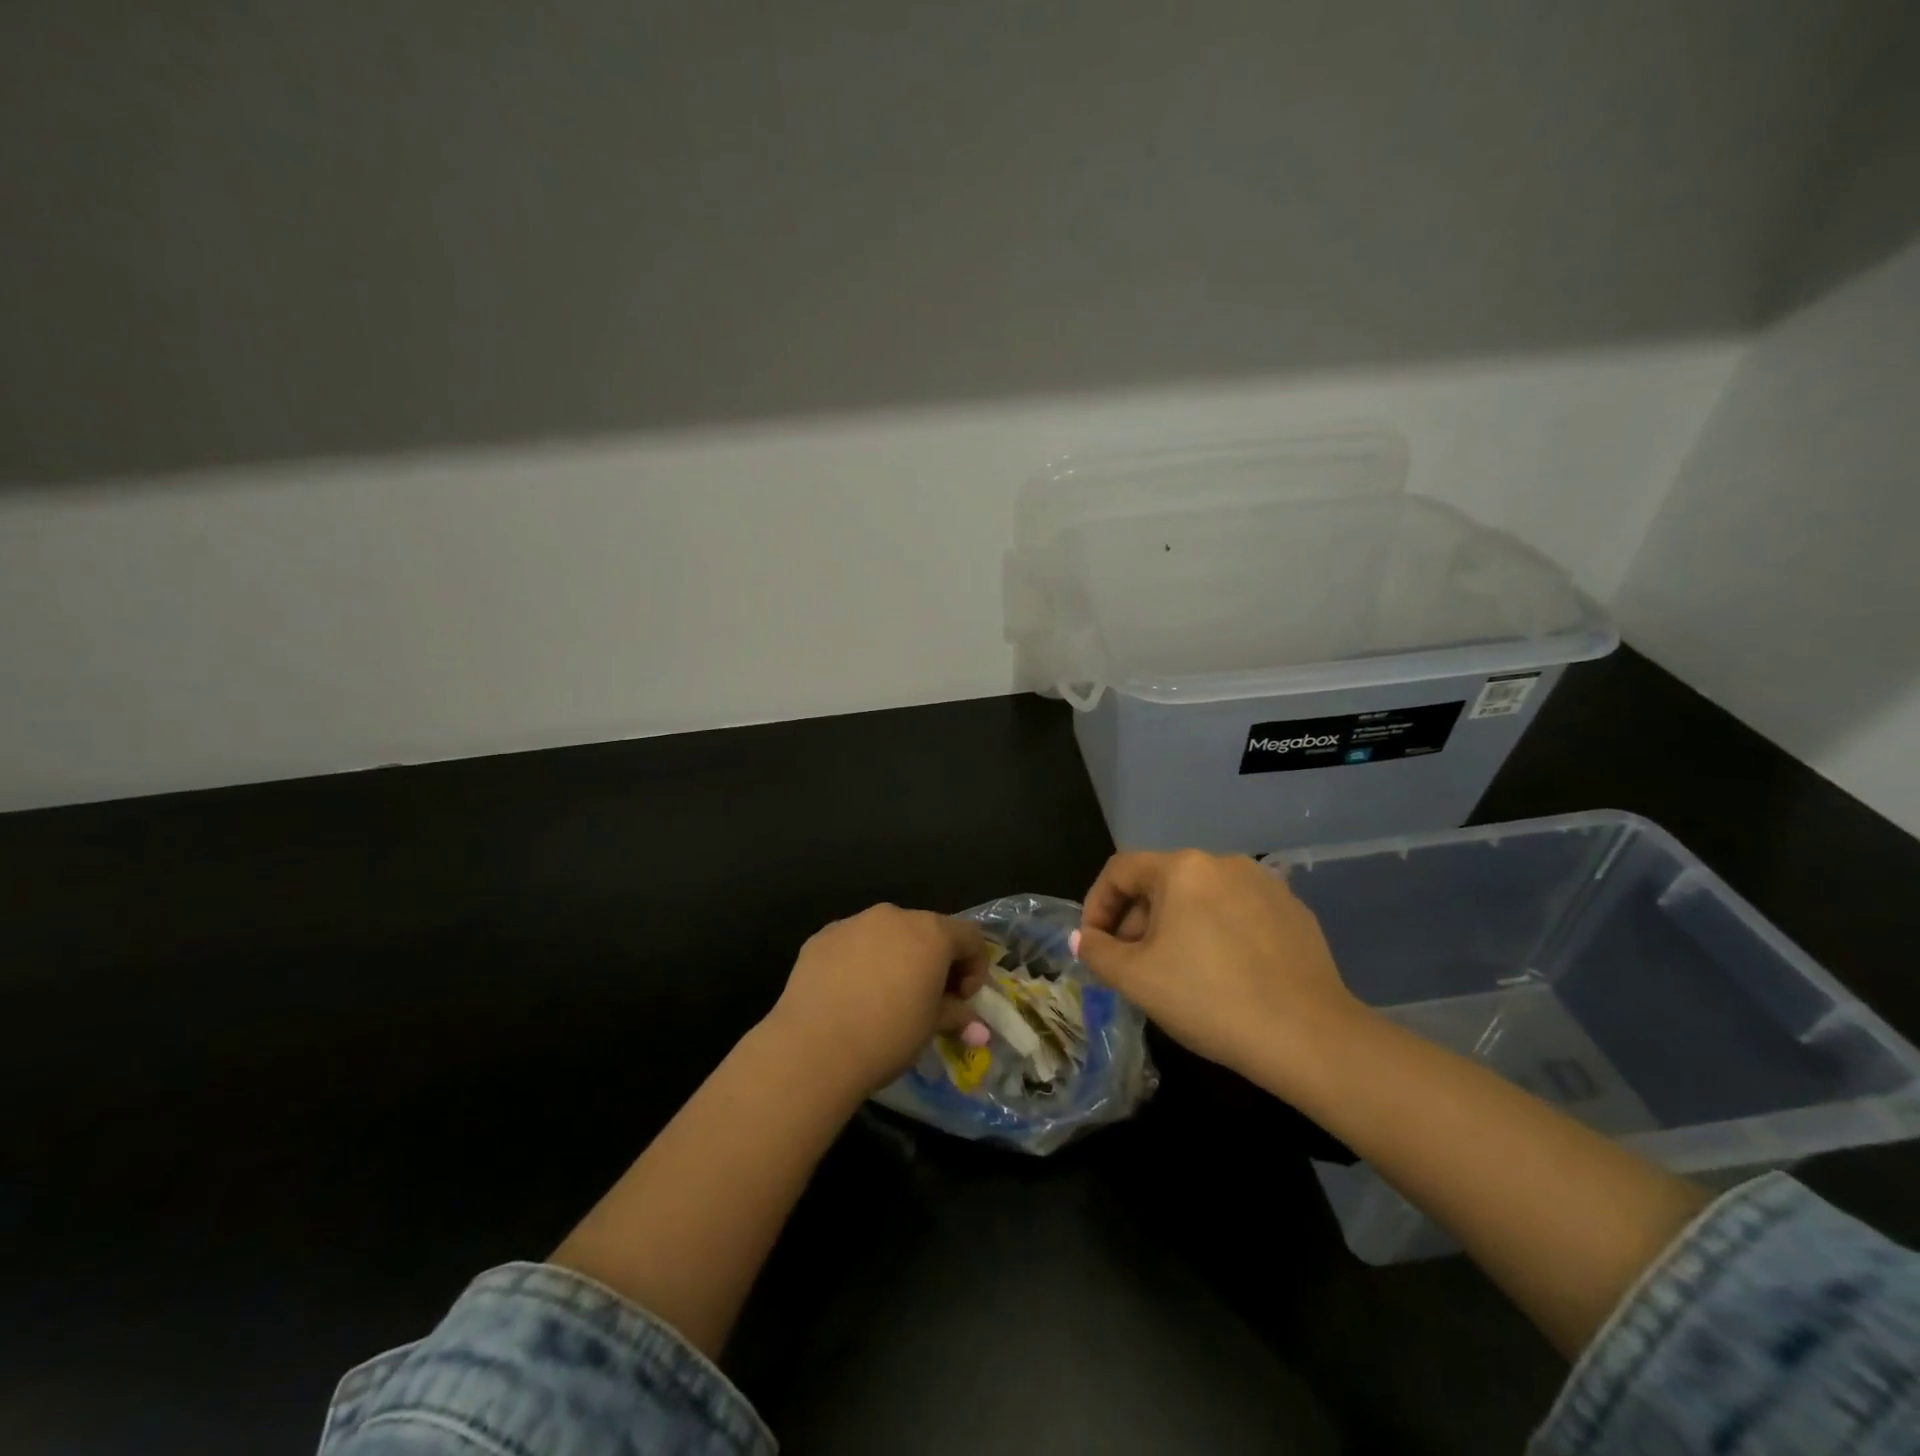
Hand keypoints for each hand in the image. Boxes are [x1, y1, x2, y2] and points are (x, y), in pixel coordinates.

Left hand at [766, 905, 989, 1094]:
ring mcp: (854, 922)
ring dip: (896, 958)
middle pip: (927, 930)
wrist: (813, 1048)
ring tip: (883, 998)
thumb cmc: (887, 1035)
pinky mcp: (821, 936)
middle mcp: (894, 916)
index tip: (961, 999)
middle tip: (927, 999)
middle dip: (934, 961)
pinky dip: (860, 961)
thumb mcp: (931, 1028)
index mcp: (931, 932)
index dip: (974, 967)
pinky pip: (853, 943)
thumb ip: (956, 1016)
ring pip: (887, 934)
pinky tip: (849, 996)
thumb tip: (978, 1030)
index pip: (969, 936)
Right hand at [1074, 850, 1366, 1092]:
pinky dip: (1216, 933)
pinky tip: (1223, 974)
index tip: (1094, 944)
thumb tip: (1084, 938)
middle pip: (1161, 882)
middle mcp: (1223, 862)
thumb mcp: (1137, 979)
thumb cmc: (1209, 999)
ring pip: (1200, 897)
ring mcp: (1264, 884)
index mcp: (1182, 868)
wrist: (1309, 1037)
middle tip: (1132, 965)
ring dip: (1176, 926)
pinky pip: (1237, 912)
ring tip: (1176, 971)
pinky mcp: (1294, 911)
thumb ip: (1098, 952)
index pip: (1120, 871)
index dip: (1097, 905)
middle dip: (1136, 920)